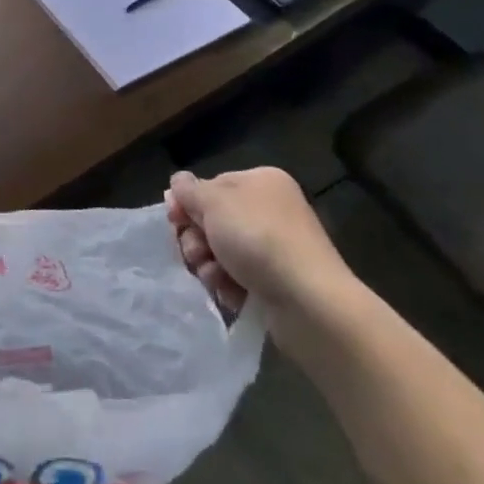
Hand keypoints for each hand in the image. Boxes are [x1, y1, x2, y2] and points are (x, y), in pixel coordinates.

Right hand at [165, 168, 358, 320]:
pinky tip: (231, 293)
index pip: (211, 186)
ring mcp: (275, 248)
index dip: (188, 202)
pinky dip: (229, 285)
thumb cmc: (258, 238)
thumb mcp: (214, 202)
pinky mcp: (277, 282)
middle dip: (197, 239)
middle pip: (214, 220)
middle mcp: (270, 210)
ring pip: (222, 251)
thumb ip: (189, 190)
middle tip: (196, 253)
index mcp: (261, 182)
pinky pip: (239, 278)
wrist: (309, 302)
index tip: (173, 220)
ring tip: (215, 277)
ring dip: (209, 265)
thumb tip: (177, 183)